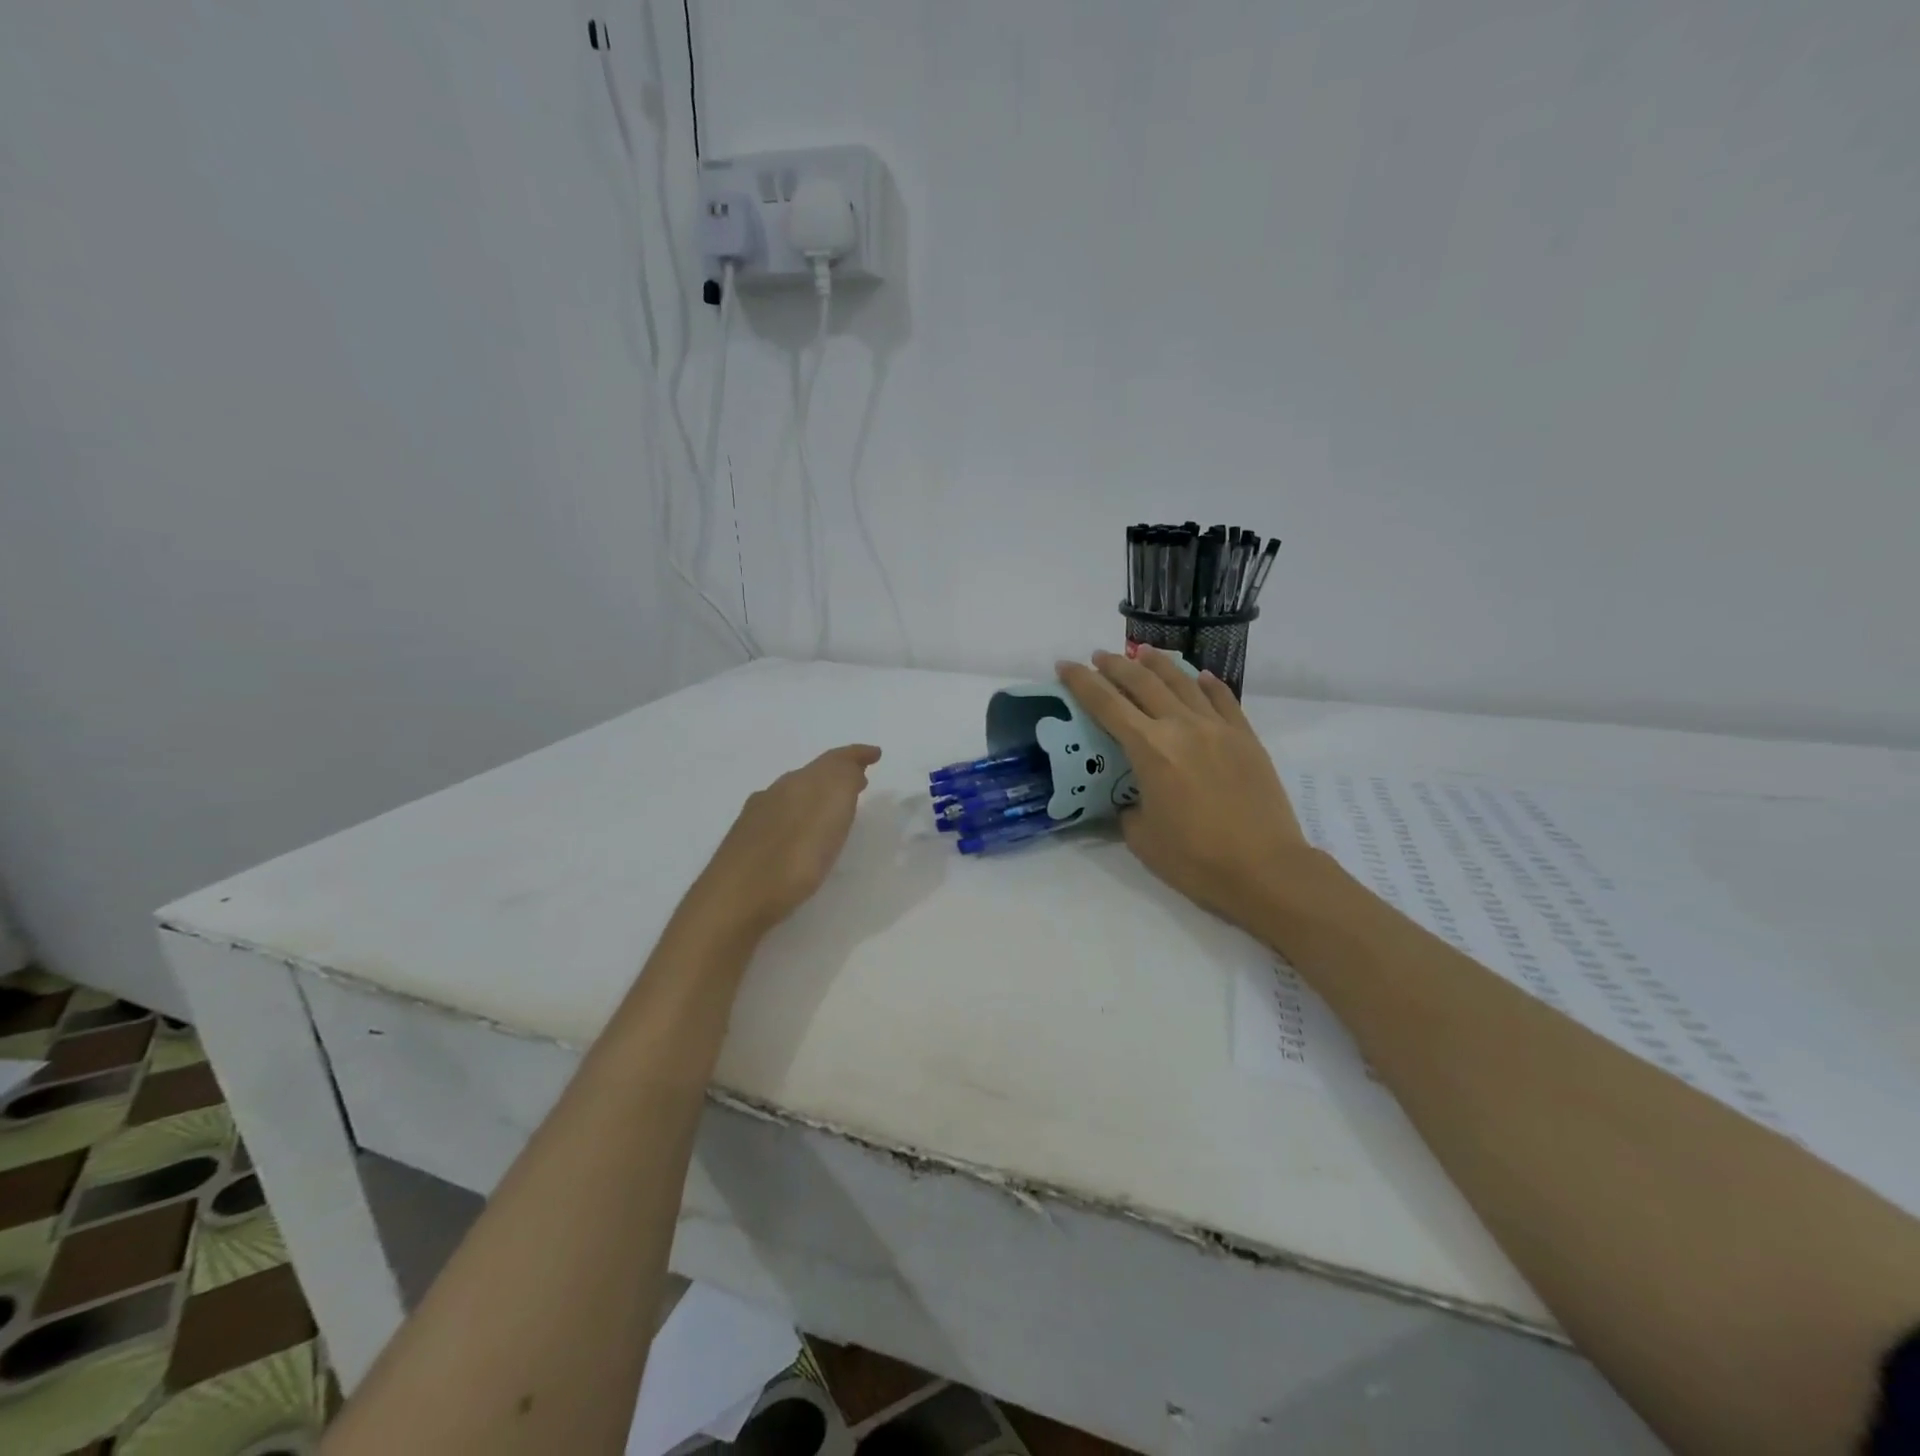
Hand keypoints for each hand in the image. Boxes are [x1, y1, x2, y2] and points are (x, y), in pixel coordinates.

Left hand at [690, 744, 882, 938]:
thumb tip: (850, 769)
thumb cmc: (794, 858)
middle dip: (838, 774)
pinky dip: (799, 814)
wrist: (735, 899)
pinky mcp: (745, 840)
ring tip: (833, 808)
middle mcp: (777, 791)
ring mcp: (757, 815)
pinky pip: (780, 814)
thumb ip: (843, 782)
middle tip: (859, 782)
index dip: (856, 754)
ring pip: (794, 793)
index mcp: (801, 782)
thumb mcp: (832, 814)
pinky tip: (798, 831)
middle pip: (813, 774)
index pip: (834, 759)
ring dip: (818, 794)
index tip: (875, 753)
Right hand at [1057, 648, 1310, 933]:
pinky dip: (1207, 684)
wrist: (1265, 869)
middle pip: (1142, 683)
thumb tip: (1134, 798)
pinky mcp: (1246, 738)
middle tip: (1099, 656)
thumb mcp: (1142, 838)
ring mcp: (1218, 728)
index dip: (1081, 682)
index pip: (1106, 704)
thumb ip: (1130, 808)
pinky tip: (1199, 677)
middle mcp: (1181, 727)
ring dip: (1158, 664)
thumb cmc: (1196, 859)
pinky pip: (1223, 699)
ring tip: (1143, 652)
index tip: (1065, 665)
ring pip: (1182, 682)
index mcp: (1150, 750)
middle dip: (1115, 666)